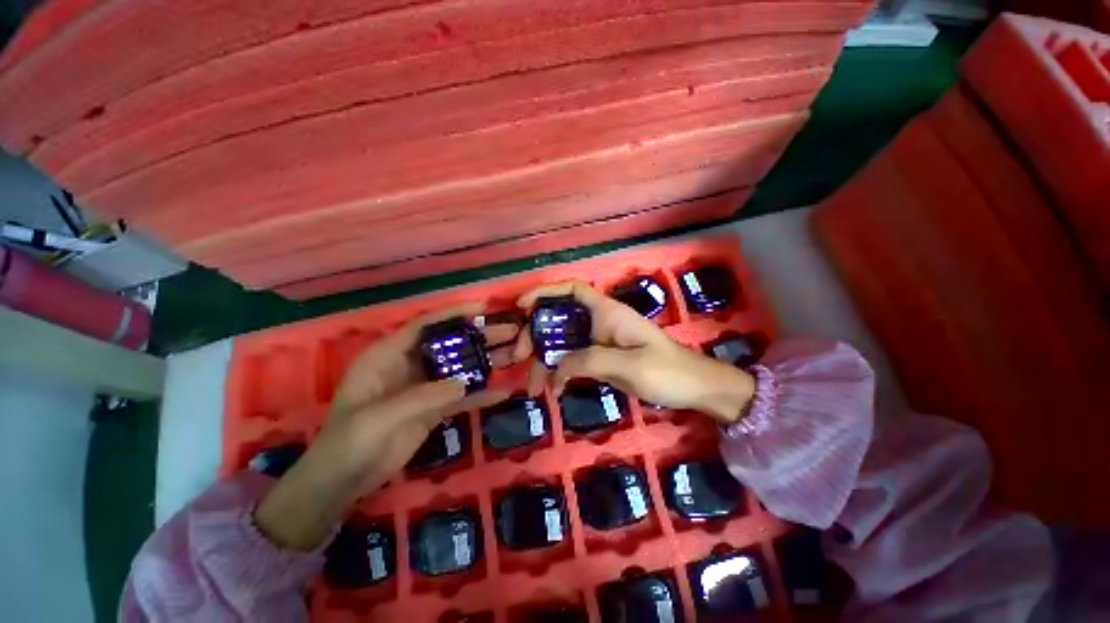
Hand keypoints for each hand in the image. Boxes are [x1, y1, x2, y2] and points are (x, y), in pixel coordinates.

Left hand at [255, 304, 519, 549]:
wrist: (343, 482)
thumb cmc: (349, 441)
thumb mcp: (379, 417)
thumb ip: (422, 397)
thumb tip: (464, 382)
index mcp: (389, 355)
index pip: (425, 325)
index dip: (453, 313)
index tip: (483, 308)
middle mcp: (410, 365)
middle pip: (450, 343)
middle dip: (480, 336)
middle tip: (511, 331)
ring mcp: (425, 387)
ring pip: (460, 367)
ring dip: (486, 361)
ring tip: (516, 354)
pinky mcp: (435, 407)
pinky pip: (462, 396)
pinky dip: (482, 394)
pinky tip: (506, 391)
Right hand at [515, 281, 754, 423]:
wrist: (693, 389)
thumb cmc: (667, 371)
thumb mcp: (629, 365)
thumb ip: (589, 361)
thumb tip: (555, 366)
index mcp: (607, 313)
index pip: (573, 290)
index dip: (546, 292)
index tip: (522, 306)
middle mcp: (599, 323)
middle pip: (559, 318)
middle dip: (536, 334)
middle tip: (519, 357)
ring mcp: (599, 341)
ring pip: (563, 343)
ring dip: (544, 360)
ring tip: (532, 387)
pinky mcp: (601, 359)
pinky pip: (572, 360)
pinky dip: (559, 372)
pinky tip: (553, 390)